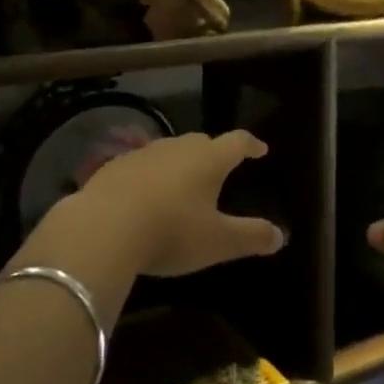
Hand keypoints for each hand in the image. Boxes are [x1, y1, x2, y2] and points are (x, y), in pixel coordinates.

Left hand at [71, 130, 285, 277]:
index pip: (238, 142)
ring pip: (170, 152)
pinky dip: (149, 176)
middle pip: (202, 142)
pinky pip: (141, 166)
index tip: (260, 149)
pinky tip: (143, 197)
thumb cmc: (171, 231)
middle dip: (214, 153)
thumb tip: (281, 235)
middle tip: (220, 168)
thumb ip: (251, 236)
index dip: (251, 145)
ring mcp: (144, 153)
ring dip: (179, 164)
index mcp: (209, 159)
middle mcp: (179, 147)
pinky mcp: (114, 167)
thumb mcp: (218, 241)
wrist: (102, 228)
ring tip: (181, 183)